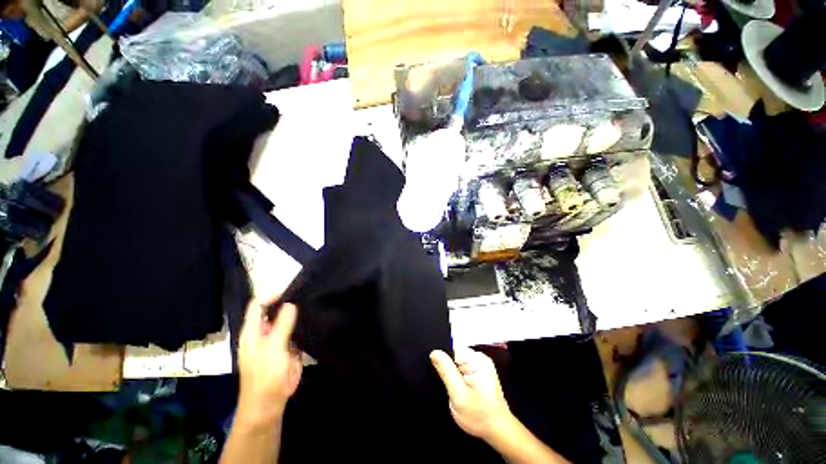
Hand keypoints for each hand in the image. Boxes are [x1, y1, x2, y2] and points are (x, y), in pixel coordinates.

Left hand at [237, 301, 302, 424]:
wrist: (269, 403)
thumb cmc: (266, 375)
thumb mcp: (274, 347)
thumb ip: (282, 324)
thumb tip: (290, 303)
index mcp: (252, 331)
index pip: (257, 306)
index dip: (271, 297)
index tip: (291, 294)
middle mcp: (263, 332)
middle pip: (273, 311)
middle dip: (287, 304)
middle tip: (305, 297)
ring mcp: (276, 340)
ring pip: (286, 321)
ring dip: (296, 315)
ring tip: (312, 306)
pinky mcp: (287, 348)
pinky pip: (295, 332)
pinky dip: (301, 327)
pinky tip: (312, 321)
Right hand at [430, 348, 514, 440]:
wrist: (498, 430)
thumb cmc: (480, 416)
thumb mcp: (458, 395)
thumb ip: (446, 371)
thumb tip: (435, 352)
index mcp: (477, 360)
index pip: (451, 349)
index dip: (443, 361)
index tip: (444, 376)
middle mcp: (480, 358)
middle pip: (454, 354)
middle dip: (449, 369)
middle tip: (453, 387)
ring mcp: (481, 364)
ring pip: (457, 362)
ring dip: (454, 374)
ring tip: (458, 389)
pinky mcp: (480, 371)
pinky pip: (463, 367)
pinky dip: (459, 377)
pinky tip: (463, 389)